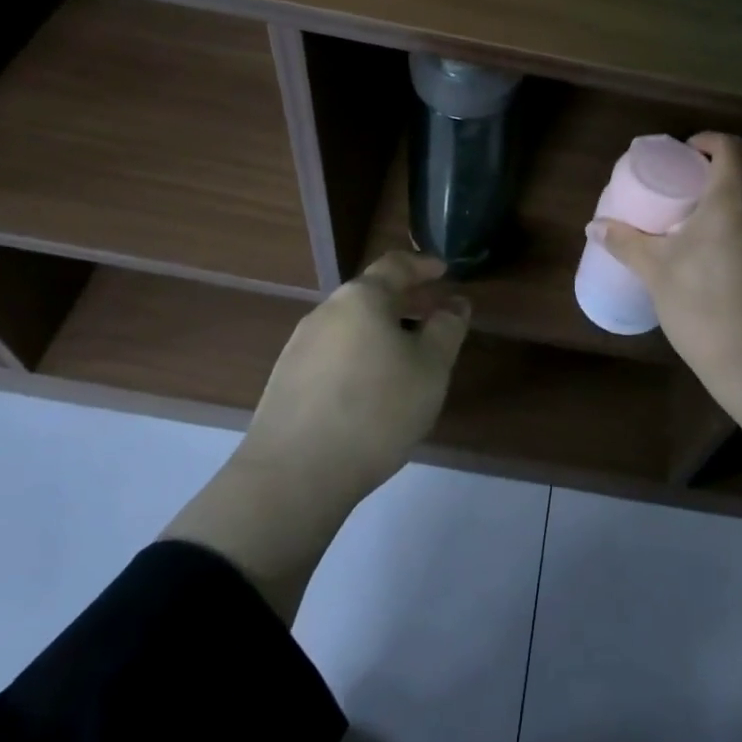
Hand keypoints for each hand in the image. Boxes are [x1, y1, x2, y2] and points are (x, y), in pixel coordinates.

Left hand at [240, 250, 470, 499]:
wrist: (293, 476)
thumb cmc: (376, 410)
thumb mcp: (430, 369)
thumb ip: (447, 329)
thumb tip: (455, 304)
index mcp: (361, 299)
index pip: (395, 265)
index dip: (422, 266)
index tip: (444, 270)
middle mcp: (325, 313)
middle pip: (370, 295)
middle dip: (405, 301)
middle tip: (433, 314)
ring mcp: (299, 347)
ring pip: (351, 326)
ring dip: (382, 331)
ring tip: (407, 356)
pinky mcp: (286, 381)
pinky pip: (333, 354)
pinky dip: (360, 356)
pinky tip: (372, 388)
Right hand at [589, 133, 741, 475]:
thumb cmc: (701, 304)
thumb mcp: (655, 270)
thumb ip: (625, 242)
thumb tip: (594, 226)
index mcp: (731, 202)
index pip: (731, 148)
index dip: (708, 142)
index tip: (684, 156)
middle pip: (736, 183)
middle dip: (706, 187)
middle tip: (675, 205)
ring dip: (719, 218)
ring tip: (689, 242)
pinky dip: (734, 244)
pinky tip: (712, 275)